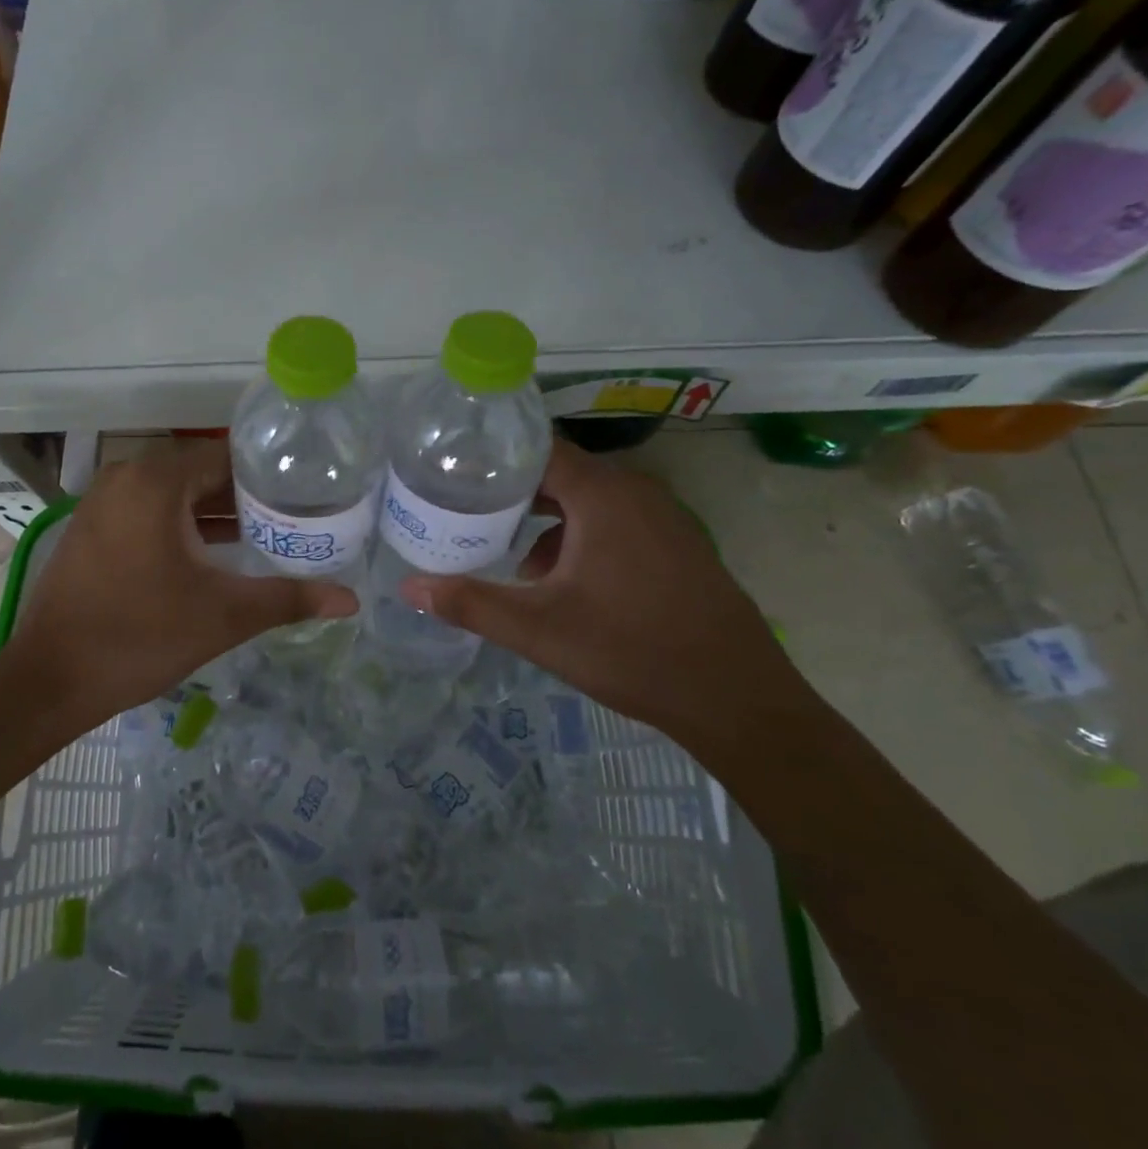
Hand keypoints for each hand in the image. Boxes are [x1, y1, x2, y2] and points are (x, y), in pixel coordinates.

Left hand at [7, 441, 355, 729]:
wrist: (50, 681)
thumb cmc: (140, 637)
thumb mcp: (224, 615)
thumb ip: (289, 599)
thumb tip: (351, 600)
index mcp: (156, 481)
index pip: (227, 458)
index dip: (269, 477)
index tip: (305, 496)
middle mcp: (125, 477)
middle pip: (200, 474)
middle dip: (245, 498)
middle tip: (292, 520)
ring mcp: (102, 501)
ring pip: (173, 495)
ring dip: (213, 514)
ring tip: (263, 537)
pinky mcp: (91, 527)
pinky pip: (147, 511)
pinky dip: (180, 525)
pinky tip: (212, 555)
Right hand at [398, 440, 801, 747]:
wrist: (737, 700)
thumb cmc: (631, 651)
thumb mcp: (539, 630)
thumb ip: (471, 603)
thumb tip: (409, 588)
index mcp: (603, 495)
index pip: (539, 449)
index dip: (495, 456)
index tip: (455, 471)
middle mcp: (636, 492)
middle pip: (561, 472)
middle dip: (513, 490)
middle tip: (467, 509)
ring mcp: (663, 517)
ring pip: (588, 499)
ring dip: (546, 517)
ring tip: (506, 547)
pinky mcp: (678, 543)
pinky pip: (615, 520)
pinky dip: (580, 534)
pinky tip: (559, 579)